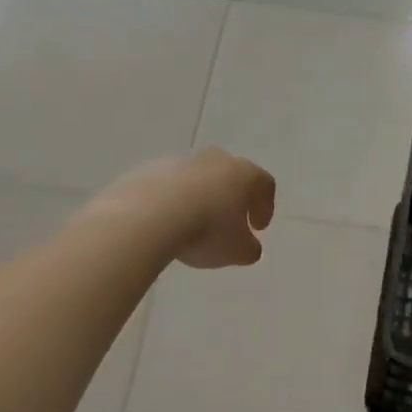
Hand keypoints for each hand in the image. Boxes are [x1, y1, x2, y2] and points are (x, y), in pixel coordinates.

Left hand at [98, 149, 276, 267]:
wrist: (146, 216)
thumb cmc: (206, 231)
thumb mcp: (238, 251)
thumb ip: (250, 248)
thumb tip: (248, 246)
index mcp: (242, 174)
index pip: (264, 184)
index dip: (265, 207)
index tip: (258, 228)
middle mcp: (214, 159)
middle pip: (230, 175)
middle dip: (232, 199)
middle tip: (228, 223)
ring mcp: (178, 161)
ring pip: (197, 179)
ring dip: (200, 199)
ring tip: (192, 227)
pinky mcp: (148, 169)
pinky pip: (168, 186)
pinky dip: (172, 201)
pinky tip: (165, 223)